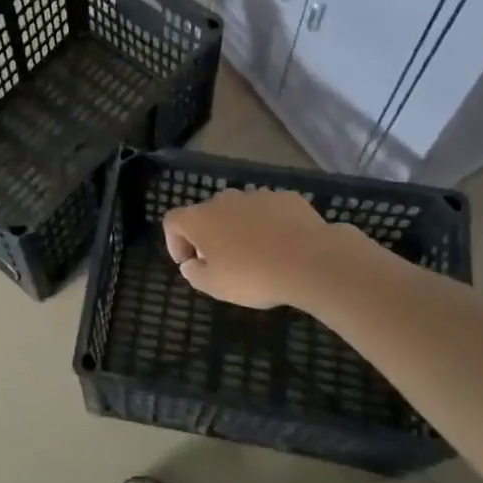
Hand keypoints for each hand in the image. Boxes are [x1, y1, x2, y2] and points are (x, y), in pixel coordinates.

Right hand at [163, 188, 332, 308]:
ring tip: (254, 254)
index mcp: (200, 219)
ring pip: (239, 211)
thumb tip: (191, 264)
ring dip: (239, 228)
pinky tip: (281, 246)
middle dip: (209, 235)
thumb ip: (195, 274)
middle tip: (221, 261)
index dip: (175, 242)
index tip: (188, 263)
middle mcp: (224, 200)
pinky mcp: (286, 198)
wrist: (310, 261)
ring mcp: (256, 196)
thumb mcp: (215, 286)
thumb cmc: (253, 276)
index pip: (173, 221)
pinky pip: (268, 211)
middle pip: (207, 214)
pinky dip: (268, 225)